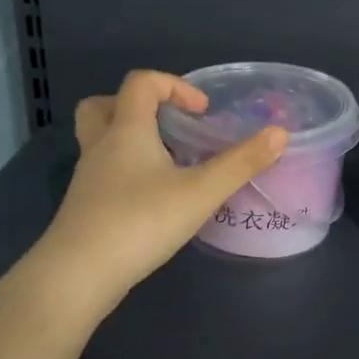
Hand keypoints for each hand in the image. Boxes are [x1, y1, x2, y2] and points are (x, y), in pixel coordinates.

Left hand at [31, 70, 287, 315]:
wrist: (78, 275)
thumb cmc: (140, 222)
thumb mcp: (200, 193)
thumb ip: (241, 163)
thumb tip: (280, 133)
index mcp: (126, 130)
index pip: (141, 83)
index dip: (174, 86)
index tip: (202, 111)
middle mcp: (100, 147)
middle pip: (103, 106)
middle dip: (136, 108)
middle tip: (168, 127)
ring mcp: (88, 179)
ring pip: (101, 142)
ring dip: (130, 142)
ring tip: (167, 165)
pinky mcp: (84, 208)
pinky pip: (103, 174)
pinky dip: (126, 174)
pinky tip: (152, 201)